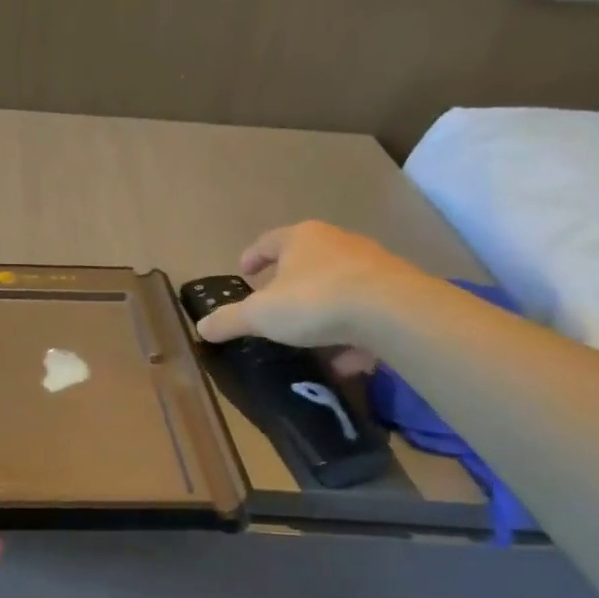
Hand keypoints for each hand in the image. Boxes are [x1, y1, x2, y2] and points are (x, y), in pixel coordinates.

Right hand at [194, 220, 425, 366]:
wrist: (393, 312)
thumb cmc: (315, 301)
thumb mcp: (260, 315)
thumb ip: (229, 320)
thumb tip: (201, 327)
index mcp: (301, 238)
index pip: (268, 241)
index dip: (253, 256)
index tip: (244, 271)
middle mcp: (338, 243)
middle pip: (307, 258)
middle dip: (290, 281)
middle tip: (274, 303)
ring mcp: (372, 265)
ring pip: (338, 284)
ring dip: (322, 307)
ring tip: (309, 337)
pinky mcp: (397, 291)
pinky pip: (365, 311)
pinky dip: (352, 331)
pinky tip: (346, 359)